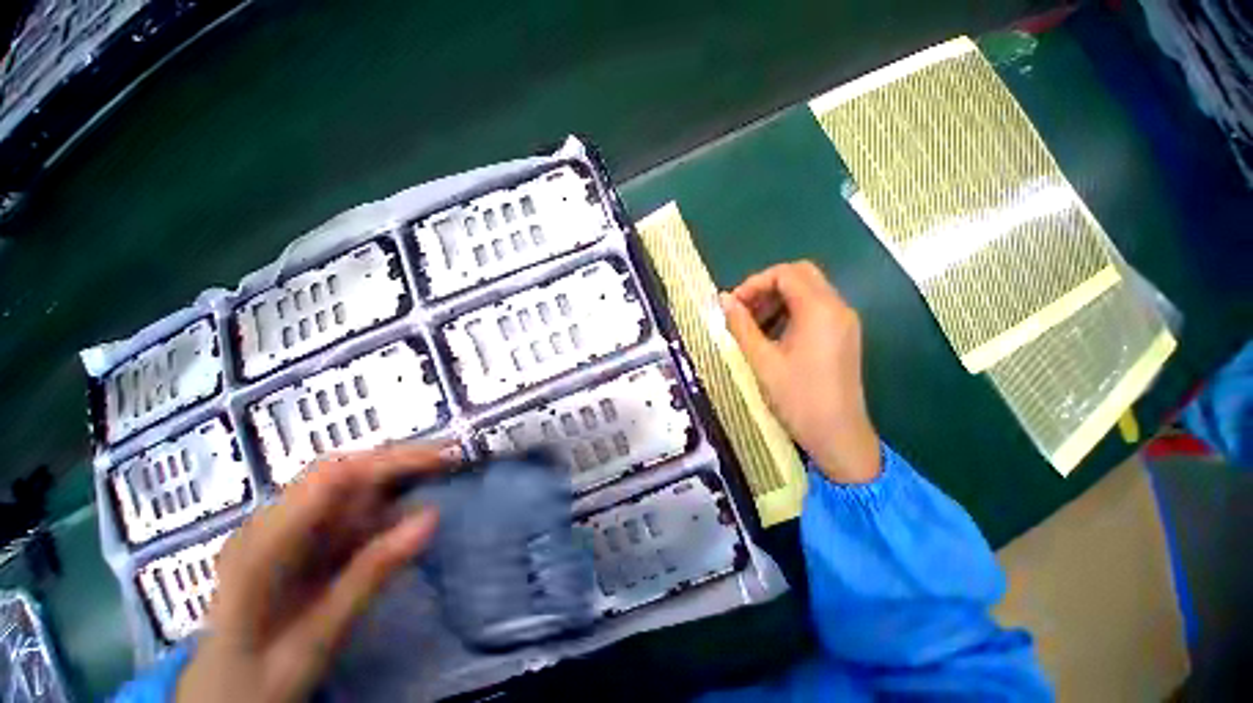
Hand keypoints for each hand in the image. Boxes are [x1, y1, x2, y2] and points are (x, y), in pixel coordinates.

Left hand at [177, 443, 457, 702]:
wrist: (231, 686)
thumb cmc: (271, 666)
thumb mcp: (325, 627)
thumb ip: (370, 573)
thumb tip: (427, 519)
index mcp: (269, 536)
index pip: (331, 477)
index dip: (385, 460)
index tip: (440, 458)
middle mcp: (268, 522)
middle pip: (333, 479)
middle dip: (390, 469)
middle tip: (448, 466)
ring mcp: (273, 535)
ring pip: (331, 503)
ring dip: (380, 496)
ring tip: (431, 488)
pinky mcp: (282, 552)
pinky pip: (325, 529)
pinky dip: (363, 526)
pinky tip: (391, 528)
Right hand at [721, 261, 880, 483]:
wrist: (840, 436)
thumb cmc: (800, 401)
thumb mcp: (764, 363)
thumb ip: (742, 327)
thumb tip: (724, 300)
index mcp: (819, 308)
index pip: (785, 274)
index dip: (755, 283)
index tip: (734, 306)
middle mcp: (837, 306)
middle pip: (801, 276)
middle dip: (770, 287)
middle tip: (746, 312)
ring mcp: (846, 321)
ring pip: (812, 291)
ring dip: (783, 299)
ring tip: (757, 328)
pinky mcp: (848, 336)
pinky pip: (821, 309)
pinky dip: (798, 312)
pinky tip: (779, 339)